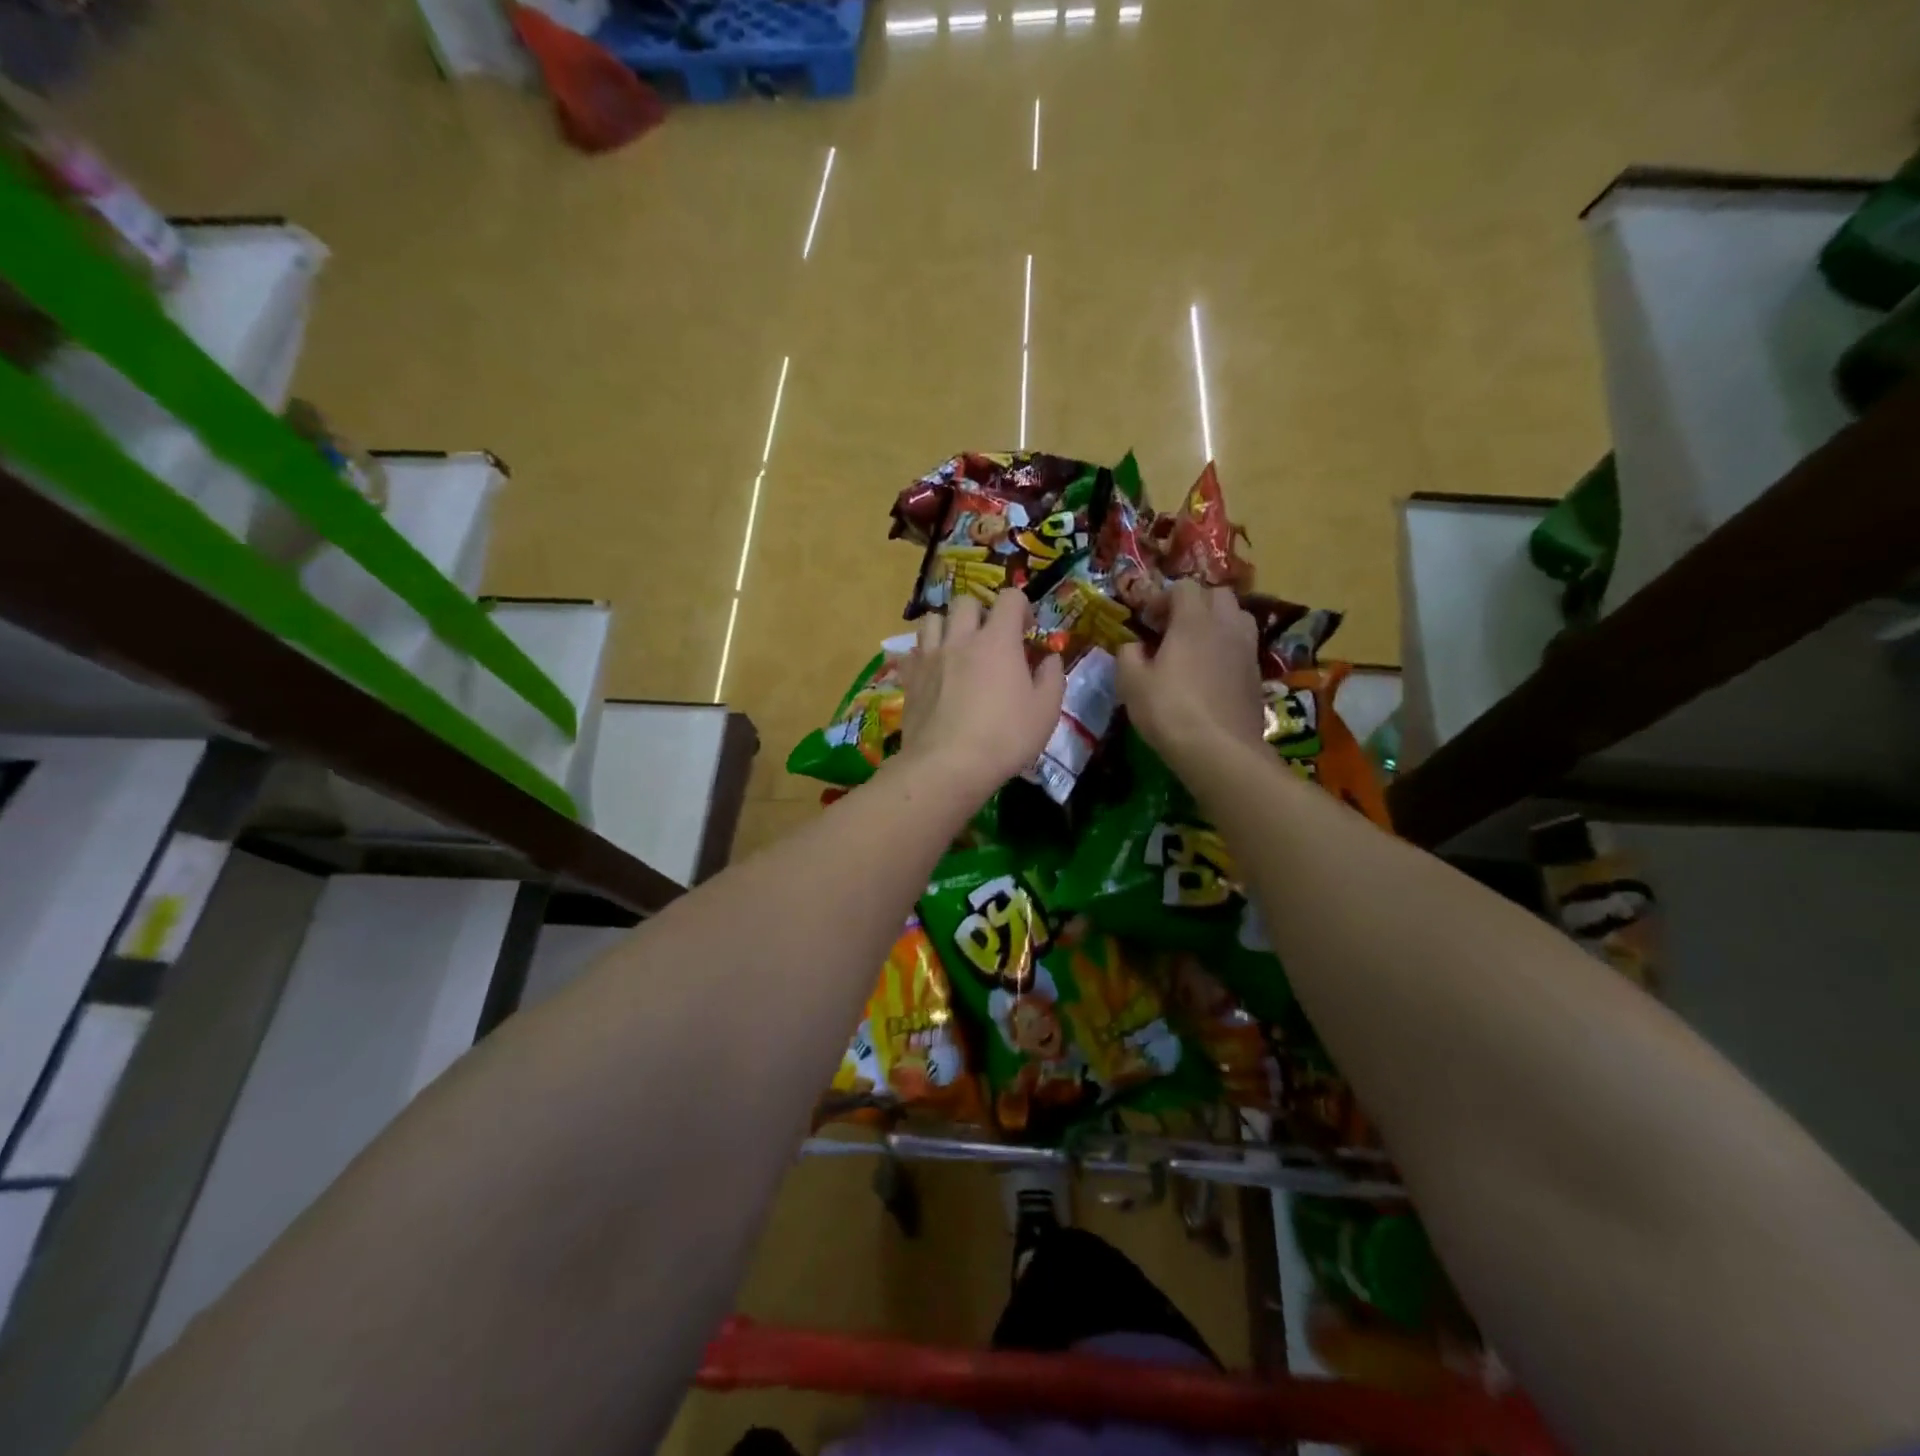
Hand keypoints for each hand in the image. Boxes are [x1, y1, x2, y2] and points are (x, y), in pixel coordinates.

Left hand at [898, 590, 1065, 801]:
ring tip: (957, 649)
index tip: (1027, 631)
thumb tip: (1050, 658)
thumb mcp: (1046, 711)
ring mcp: (930, 657)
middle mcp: (960, 638)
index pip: (1010, 598)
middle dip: (981, 612)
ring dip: (947, 626)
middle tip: (990, 639)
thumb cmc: (1004, 738)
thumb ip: (1052, 677)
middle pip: (966, 602)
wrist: (947, 766)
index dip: (1021, 607)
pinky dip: (924, 654)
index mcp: (997, 640)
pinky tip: (933, 671)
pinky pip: (912, 651)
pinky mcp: (909, 678)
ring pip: (932, 619)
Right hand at [1116, 580, 1264, 770]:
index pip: (1184, 587)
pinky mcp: (1257, 674)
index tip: (1147, 620)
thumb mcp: (1131, 683)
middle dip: (1194, 603)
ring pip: (1237, 617)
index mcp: (1194, 620)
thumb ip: (1128, 655)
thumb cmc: (1169, 711)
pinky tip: (1209, 672)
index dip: (1163, 597)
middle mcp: (1225, 626)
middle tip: (1172, 628)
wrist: (1220, 750)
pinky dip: (1227, 647)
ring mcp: (1247, 649)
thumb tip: (1133, 646)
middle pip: (1217, 594)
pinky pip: (1242, 645)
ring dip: (1216, 622)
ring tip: (1195, 645)